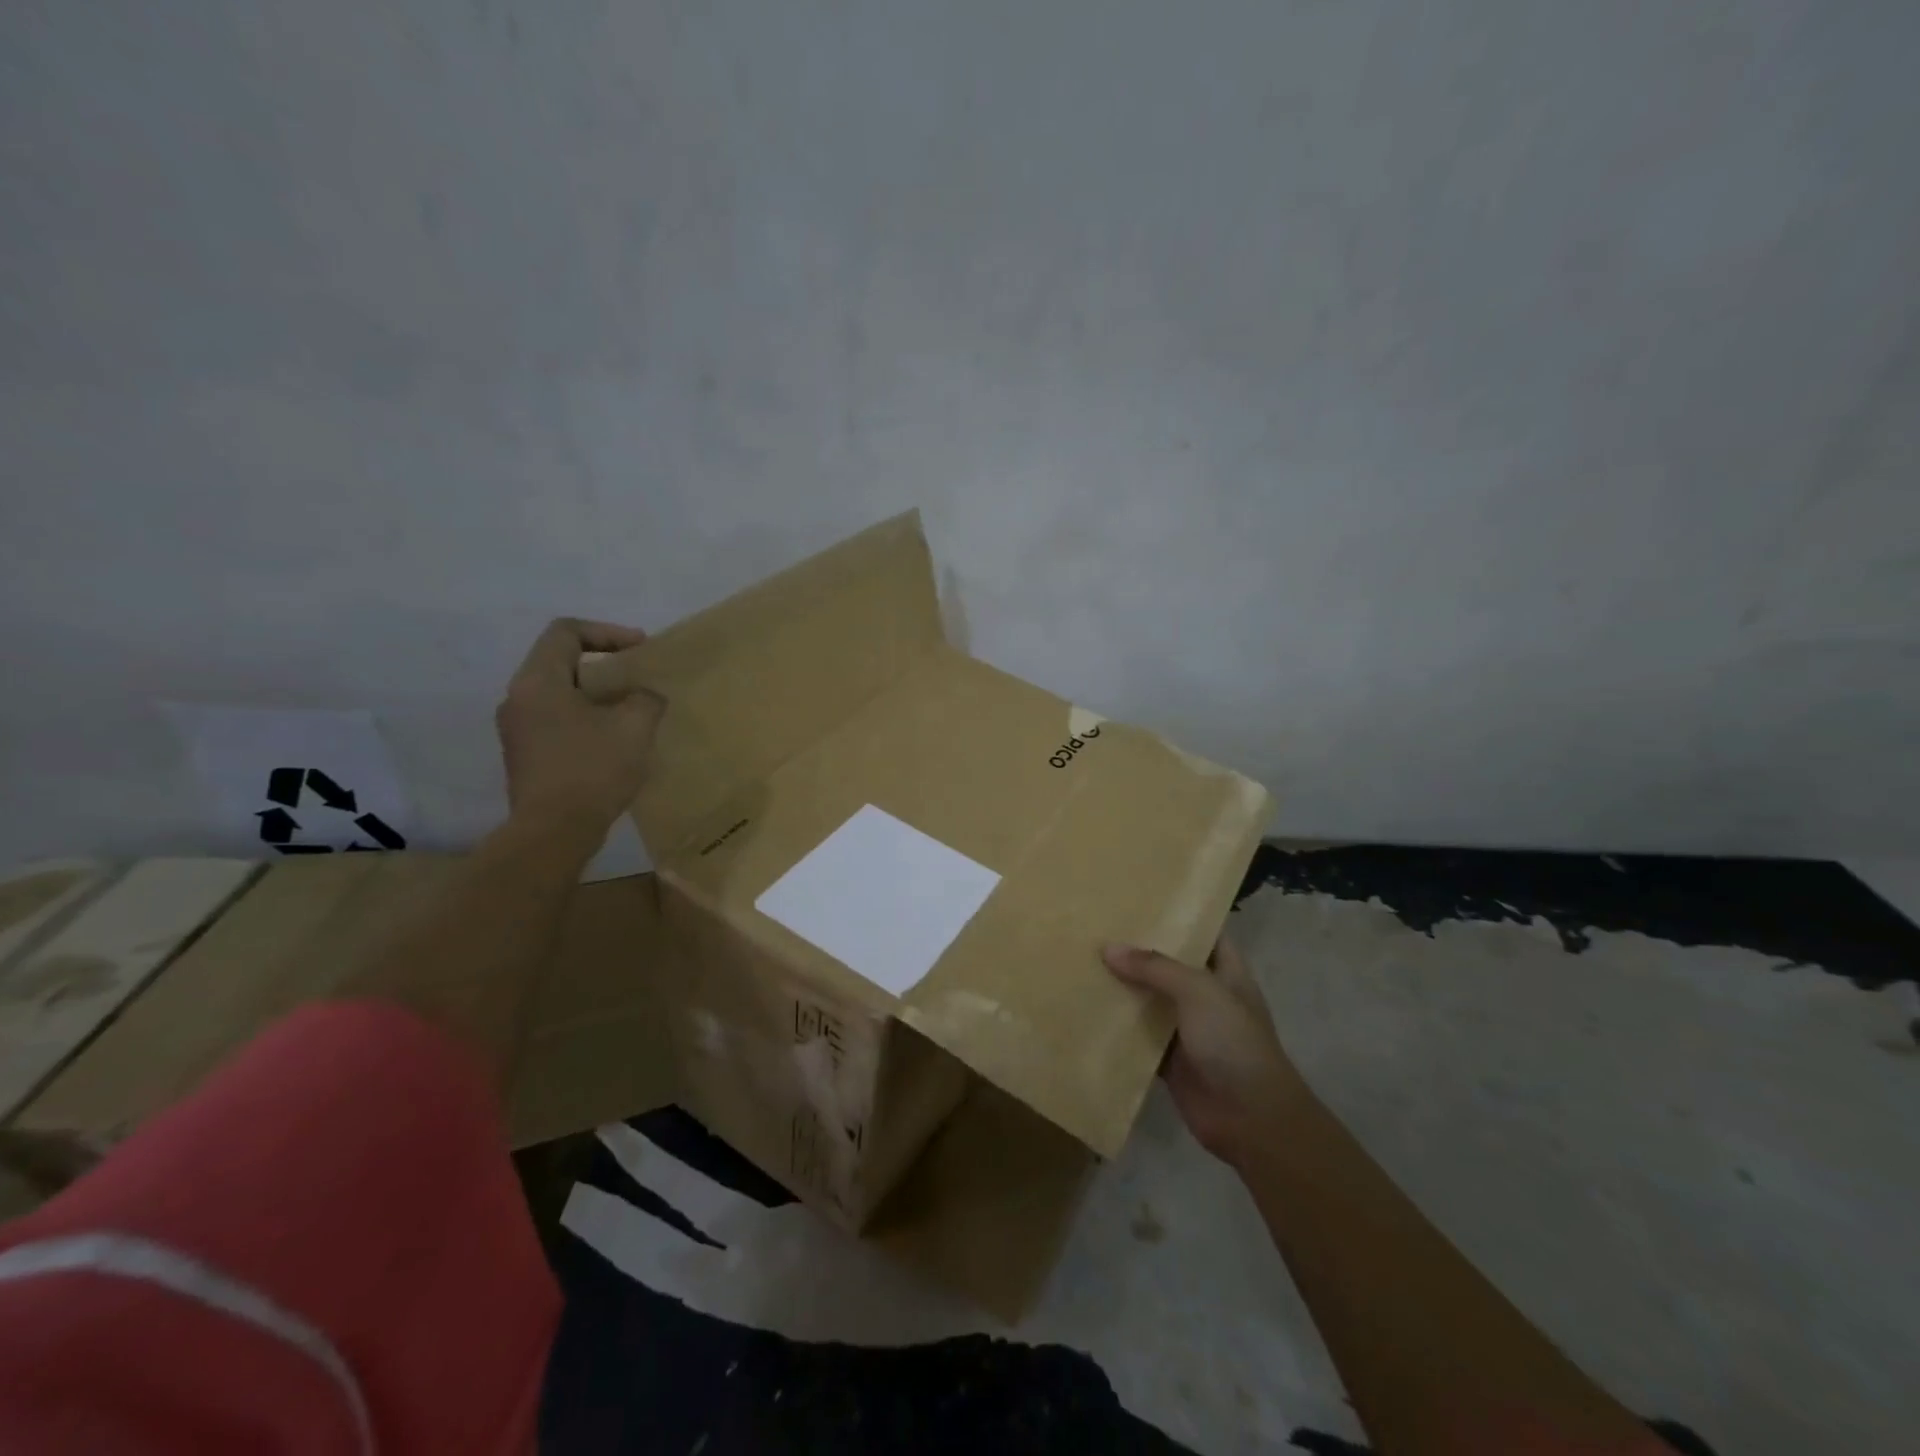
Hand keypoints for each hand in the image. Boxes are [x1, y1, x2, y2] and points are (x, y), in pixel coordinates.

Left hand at [495, 618, 663, 832]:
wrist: (554, 832)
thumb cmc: (592, 769)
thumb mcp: (635, 726)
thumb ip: (645, 698)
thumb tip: (644, 696)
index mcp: (538, 681)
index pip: (566, 632)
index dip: (607, 632)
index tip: (640, 649)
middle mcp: (518, 699)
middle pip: (560, 662)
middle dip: (604, 665)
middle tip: (639, 678)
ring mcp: (517, 730)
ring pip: (559, 694)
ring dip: (596, 695)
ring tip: (631, 710)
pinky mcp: (525, 756)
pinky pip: (556, 721)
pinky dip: (586, 719)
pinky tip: (614, 741)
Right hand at [1103, 935, 1307, 1168]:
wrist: (1251, 1119)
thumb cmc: (1234, 1043)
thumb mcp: (1199, 991)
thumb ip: (1155, 967)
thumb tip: (1108, 949)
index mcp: (1226, 973)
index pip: (1204, 932)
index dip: (1179, 915)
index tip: (1141, 898)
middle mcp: (1206, 996)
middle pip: (1170, 965)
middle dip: (1139, 949)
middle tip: (1098, 925)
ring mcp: (1188, 1029)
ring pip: (1150, 999)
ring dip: (1124, 986)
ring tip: (1084, 958)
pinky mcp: (1169, 1059)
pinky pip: (1138, 1036)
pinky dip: (1117, 1026)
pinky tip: (1086, 1007)